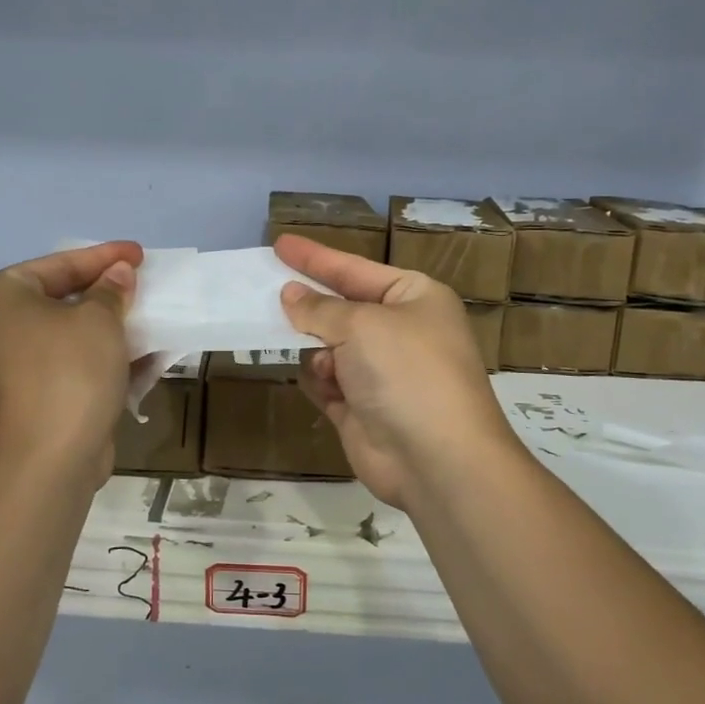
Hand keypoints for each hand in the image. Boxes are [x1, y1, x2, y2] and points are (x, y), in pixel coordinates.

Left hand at [0, 242, 141, 485]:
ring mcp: (11, 371)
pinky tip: (145, 359)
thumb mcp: (99, 320)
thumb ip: (111, 291)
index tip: (139, 254)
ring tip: (150, 320)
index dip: (103, 256)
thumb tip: (117, 275)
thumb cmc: (68, 373)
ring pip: (69, 338)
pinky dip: (104, 362)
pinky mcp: (31, 402)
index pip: (58, 264)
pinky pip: (71, 369)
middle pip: (61, 300)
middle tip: (142, 285)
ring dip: (110, 330)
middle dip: (107, 295)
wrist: (46, 463)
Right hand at [276, 235, 523, 508]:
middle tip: (267, 293)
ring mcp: (382, 373)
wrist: (437, 459)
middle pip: (341, 309)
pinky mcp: (363, 409)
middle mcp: (401, 331)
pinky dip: (322, 382)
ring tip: (326, 363)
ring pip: (329, 347)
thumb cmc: (406, 372)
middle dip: (311, 308)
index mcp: (415, 298)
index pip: (354, 269)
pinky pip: (327, 382)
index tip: (280, 243)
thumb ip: (319, 308)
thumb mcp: (361, 325)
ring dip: (319, 352)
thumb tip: (290, 295)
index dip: (316, 257)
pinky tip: (330, 389)